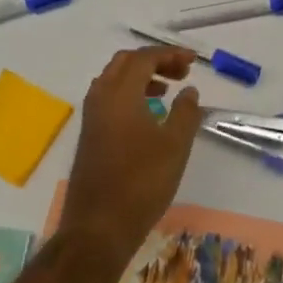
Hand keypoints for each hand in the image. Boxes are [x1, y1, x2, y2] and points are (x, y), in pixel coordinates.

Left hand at [59, 46, 203, 271]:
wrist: (98, 227)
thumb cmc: (141, 183)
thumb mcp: (175, 146)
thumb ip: (185, 113)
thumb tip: (189, 92)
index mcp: (120, 94)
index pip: (144, 58)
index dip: (170, 55)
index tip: (193, 62)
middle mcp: (101, 98)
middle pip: (125, 63)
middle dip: (154, 61)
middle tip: (181, 73)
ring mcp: (91, 118)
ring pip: (114, 80)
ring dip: (140, 77)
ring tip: (167, 90)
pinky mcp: (89, 136)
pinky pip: (109, 99)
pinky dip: (129, 94)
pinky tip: (147, 115)